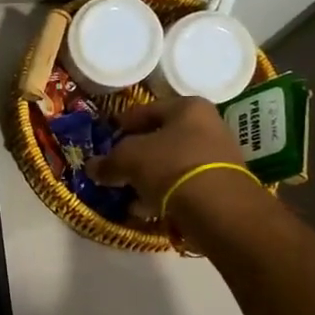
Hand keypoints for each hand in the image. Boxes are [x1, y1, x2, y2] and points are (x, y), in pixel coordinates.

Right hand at [85, 97, 248, 209]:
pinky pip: (184, 184)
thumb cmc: (169, 166)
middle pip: (162, 138)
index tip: (106, 137)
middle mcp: (209, 125)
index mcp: (188, 107)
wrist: (217, 207)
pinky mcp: (222, 185)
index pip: (145, 110)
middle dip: (137, 154)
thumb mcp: (127, 159)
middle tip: (116, 167)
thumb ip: (107, 162)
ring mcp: (219, 156)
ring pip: (172, 163)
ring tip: (128, 192)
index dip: (121, 124)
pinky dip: (165, 193)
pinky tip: (147, 207)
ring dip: (150, 176)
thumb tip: (92, 167)